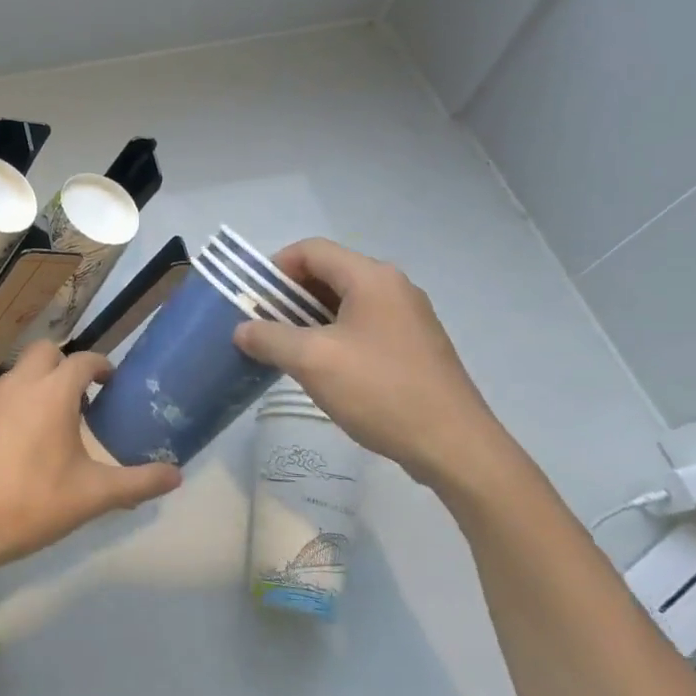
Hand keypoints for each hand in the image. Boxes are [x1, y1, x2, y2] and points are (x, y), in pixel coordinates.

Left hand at [0, 342, 182, 581]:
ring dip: (36, 385)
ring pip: (17, 374)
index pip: (83, 360)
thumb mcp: (94, 496)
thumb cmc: (34, 504)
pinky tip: (12, 441)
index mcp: (53, 393)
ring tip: (46, 423)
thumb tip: (177, 475)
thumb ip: (139, 482)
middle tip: (78, 398)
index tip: (110, 383)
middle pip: (45, 352)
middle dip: (64, 365)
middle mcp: (18, 384)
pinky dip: (9, 406)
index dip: (101, 366)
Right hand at [232, 239, 516, 494]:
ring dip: (308, 319)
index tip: (251, 300)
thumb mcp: (311, 361)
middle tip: (261, 326)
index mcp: (372, 278)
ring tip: (283, 349)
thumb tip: (241, 329)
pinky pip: (362, 326)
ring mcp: (407, 317)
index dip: (275, 268)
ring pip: (344, 303)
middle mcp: (393, 288)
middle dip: (288, 296)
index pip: (311, 250)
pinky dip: (333, 336)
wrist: (453, 446)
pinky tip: (320, 368)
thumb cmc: (379, 391)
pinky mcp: (413, 346)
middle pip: (328, 274)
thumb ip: (269, 338)